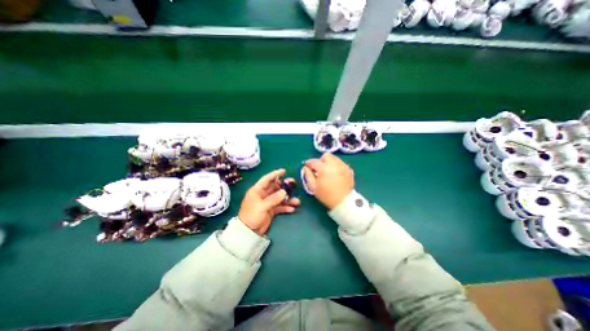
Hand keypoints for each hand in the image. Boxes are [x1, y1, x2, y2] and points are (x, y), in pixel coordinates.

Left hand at [237, 169, 299, 235]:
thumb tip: (284, 192)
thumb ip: (273, 199)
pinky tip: (292, 209)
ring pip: (279, 197)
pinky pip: (280, 206)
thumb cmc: (251, 215)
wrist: (248, 232)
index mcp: (257, 190)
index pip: (267, 179)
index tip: (284, 171)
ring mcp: (268, 202)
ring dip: (288, 198)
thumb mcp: (262, 206)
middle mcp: (263, 195)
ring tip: (297, 201)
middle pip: (275, 187)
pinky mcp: (271, 210)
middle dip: (284, 186)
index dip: (275, 174)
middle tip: (293, 183)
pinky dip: (286, 207)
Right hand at [301, 153, 351, 208]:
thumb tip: (305, 167)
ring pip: (334, 158)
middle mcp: (334, 164)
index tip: (307, 166)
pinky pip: (340, 163)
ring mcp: (343, 166)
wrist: (343, 201)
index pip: (314, 161)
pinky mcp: (349, 169)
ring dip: (329, 162)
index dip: (309, 163)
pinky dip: (336, 166)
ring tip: (328, 171)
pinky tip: (335, 174)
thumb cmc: (326, 195)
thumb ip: (308, 175)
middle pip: (326, 156)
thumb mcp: (313, 187)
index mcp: (324, 168)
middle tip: (319, 168)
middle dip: (321, 160)